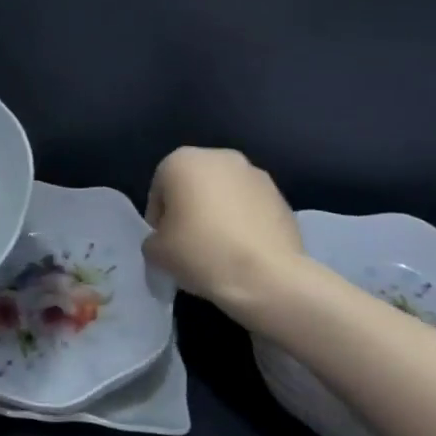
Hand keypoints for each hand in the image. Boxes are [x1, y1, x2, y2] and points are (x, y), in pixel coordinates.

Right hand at [143, 147, 315, 321]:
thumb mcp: (156, 252)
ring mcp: (255, 175)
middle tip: (190, 244)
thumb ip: (153, 239)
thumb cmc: (202, 253)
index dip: (159, 219)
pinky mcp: (282, 197)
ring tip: (221, 250)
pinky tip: (245, 251)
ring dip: (219, 214)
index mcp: (182, 161)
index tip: (166, 244)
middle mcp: (219, 157)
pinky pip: (251, 208)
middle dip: (190, 210)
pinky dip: (245, 223)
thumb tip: (165, 241)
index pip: (159, 190)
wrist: (269, 278)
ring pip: (225, 195)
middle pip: (193, 186)